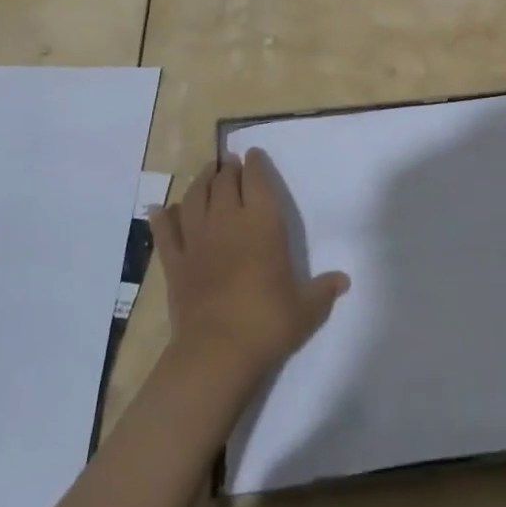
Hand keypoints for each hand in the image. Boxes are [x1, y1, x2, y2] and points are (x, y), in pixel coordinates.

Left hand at [151, 150, 349, 389]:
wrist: (217, 352)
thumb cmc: (267, 322)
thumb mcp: (306, 308)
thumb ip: (323, 290)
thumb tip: (344, 280)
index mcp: (262, 223)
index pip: (257, 181)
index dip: (256, 164)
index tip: (253, 154)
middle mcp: (228, 221)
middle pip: (224, 183)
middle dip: (228, 169)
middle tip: (230, 162)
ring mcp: (197, 240)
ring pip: (194, 198)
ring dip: (200, 181)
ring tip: (206, 173)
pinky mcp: (175, 263)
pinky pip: (166, 233)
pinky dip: (163, 218)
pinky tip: (161, 209)